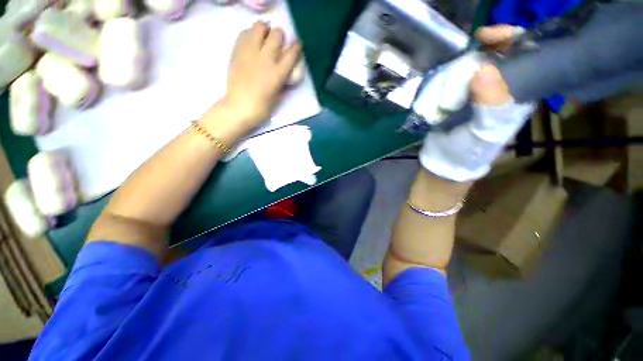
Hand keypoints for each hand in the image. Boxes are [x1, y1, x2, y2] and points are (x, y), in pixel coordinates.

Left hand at [219, 22, 301, 131]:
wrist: (239, 107)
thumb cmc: (262, 107)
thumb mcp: (278, 96)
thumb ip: (283, 81)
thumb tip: (286, 71)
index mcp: (278, 73)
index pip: (292, 53)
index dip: (297, 47)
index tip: (297, 45)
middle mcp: (266, 58)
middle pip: (277, 34)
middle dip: (280, 36)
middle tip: (278, 42)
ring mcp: (250, 52)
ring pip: (259, 27)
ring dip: (265, 30)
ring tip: (264, 38)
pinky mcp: (237, 51)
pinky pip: (244, 33)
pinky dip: (250, 33)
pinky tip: (252, 42)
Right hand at [418, 25, 534, 182]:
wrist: (443, 161)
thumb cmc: (468, 151)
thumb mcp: (485, 132)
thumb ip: (490, 104)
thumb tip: (483, 70)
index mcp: (516, 92)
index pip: (522, 54)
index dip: (508, 39)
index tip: (486, 36)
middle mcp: (497, 87)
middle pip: (489, 55)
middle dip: (472, 59)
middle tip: (457, 72)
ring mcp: (473, 91)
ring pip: (465, 67)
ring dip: (450, 79)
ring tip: (442, 104)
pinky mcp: (453, 96)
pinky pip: (447, 80)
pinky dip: (439, 85)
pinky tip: (435, 99)